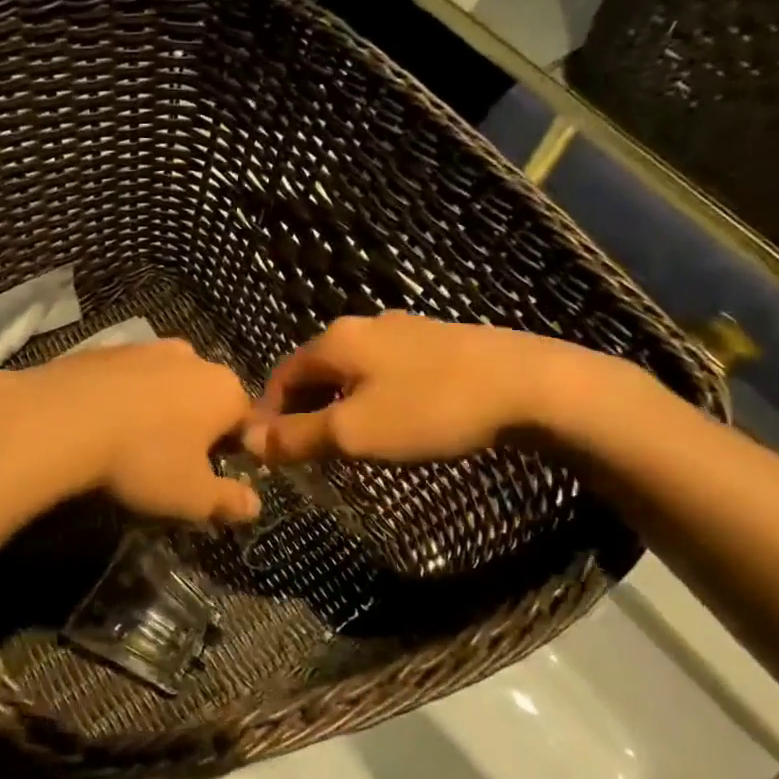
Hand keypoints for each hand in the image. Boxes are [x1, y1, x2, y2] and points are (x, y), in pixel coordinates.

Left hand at [0, 340, 260, 523]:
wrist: (62, 419)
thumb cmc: (143, 459)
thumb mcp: (192, 496)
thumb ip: (228, 501)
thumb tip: (254, 505)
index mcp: (224, 390)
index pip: (245, 421)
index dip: (233, 452)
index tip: (209, 477)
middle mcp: (192, 358)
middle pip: (205, 397)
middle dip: (195, 427)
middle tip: (170, 463)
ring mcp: (146, 347)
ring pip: (165, 384)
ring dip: (158, 409)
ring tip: (132, 444)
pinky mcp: (105, 348)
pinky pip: (127, 378)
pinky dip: (123, 397)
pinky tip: (102, 424)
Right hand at [243, 312, 607, 464]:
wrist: (530, 385)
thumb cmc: (430, 409)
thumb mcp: (354, 432)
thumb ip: (296, 437)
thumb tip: (248, 442)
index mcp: (335, 341)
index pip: (280, 376)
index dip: (267, 414)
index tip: (267, 451)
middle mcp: (362, 326)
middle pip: (315, 370)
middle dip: (302, 410)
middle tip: (304, 452)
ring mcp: (404, 330)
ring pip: (351, 370)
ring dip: (337, 404)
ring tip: (346, 441)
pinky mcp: (438, 341)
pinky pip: (385, 370)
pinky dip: (371, 396)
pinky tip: (392, 420)